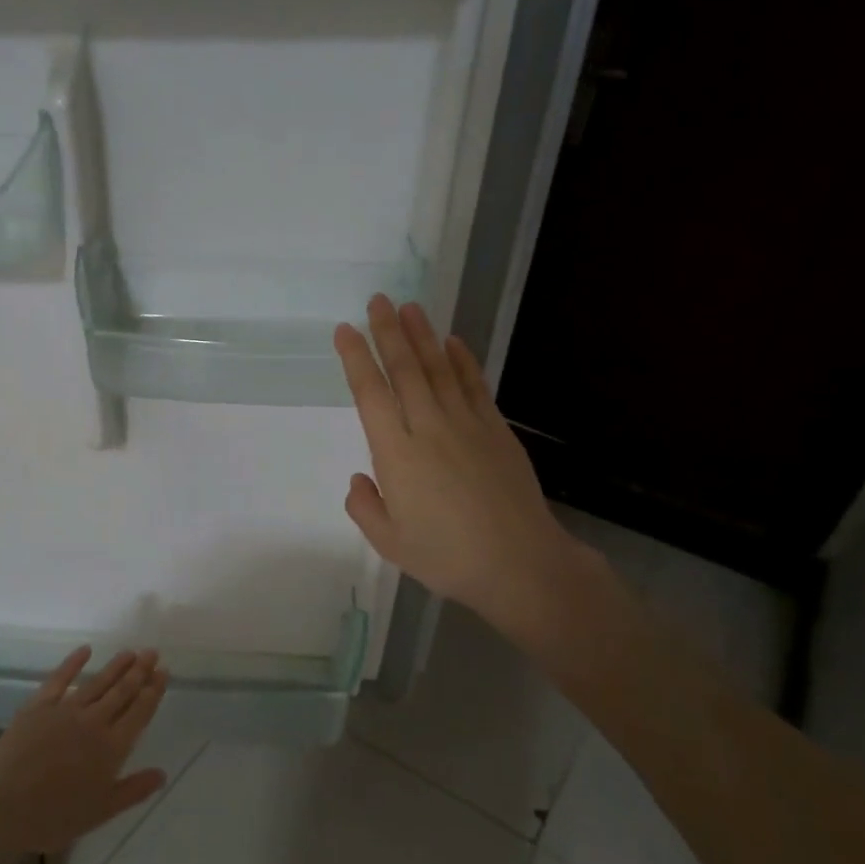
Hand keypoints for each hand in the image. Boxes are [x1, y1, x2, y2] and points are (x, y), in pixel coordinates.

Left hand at [0, 648, 168, 863]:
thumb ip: (133, 790)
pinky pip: (60, 678)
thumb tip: (163, 774)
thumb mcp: (101, 812)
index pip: (139, 712)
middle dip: (140, 671)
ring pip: (98, 682)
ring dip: (116, 665)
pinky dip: (73, 662)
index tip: (163, 672)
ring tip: (130, 651)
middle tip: (152, 652)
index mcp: (112, 747)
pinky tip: (85, 650)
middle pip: (122, 691)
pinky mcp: (39, 706)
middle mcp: (94, 722)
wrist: (3, 809)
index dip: (153, 691)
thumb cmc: (54, 817)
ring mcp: (66, 710)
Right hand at [333, 296, 591, 644]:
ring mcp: (467, 424)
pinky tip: (452, 342)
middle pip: (405, 370)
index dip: (356, 359)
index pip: (371, 394)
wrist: (519, 562)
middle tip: (377, 301)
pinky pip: (475, 385)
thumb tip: (360, 479)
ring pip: (439, 369)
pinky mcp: (496, 429)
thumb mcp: (390, 542)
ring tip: (409, 307)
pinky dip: (462, 360)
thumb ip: (365, 507)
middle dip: (388, 332)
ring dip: (422, 336)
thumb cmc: (447, 556)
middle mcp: (429, 428)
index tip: (345, 331)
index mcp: (396, 454)